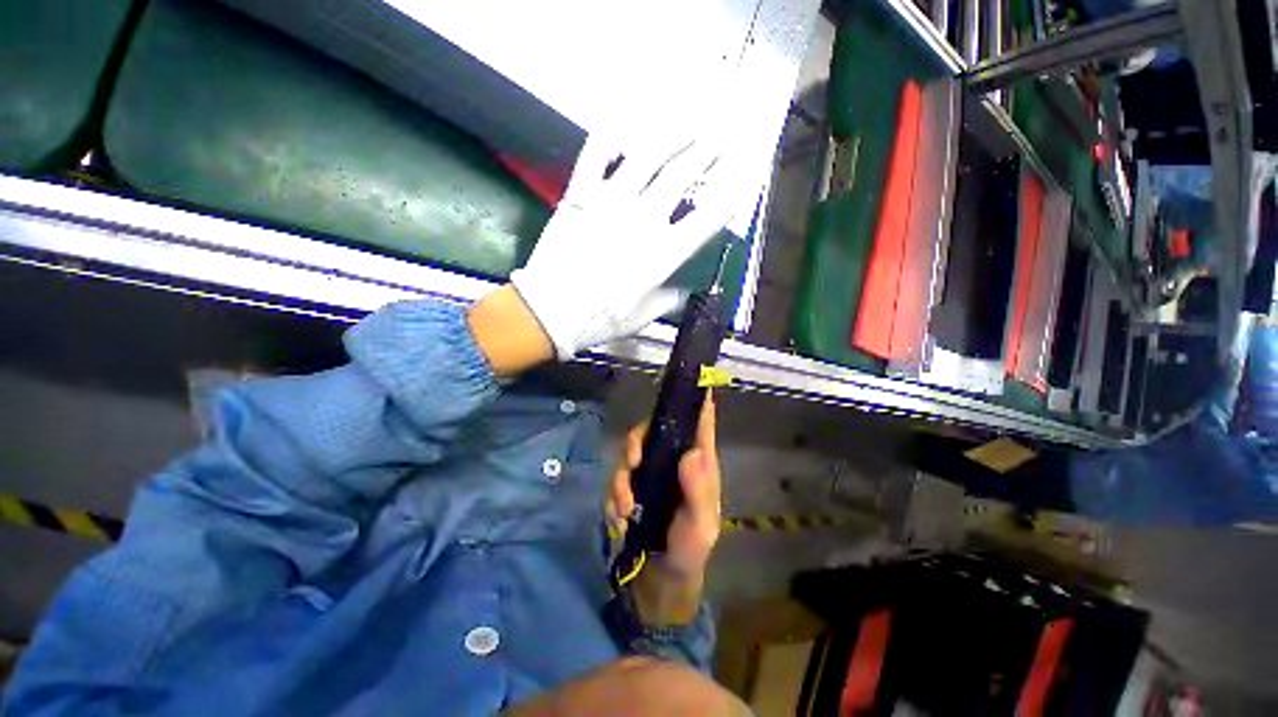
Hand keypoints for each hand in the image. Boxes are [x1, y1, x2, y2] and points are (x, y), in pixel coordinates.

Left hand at [510, 131, 744, 359]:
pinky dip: (609, 136)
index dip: (730, 193)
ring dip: (673, 132)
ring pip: (647, 155)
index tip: (744, 175)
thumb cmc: (601, 319)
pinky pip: (595, 155)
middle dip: (710, 148)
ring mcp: (610, 202)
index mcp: (664, 253)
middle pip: (683, 174)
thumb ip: (668, 299)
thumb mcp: (643, 317)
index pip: (707, 217)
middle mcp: (643, 219)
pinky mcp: (579, 195)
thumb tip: (683, 289)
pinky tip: (624, 125)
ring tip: (692, 117)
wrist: (551, 312)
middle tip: (727, 130)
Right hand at [605, 394, 720, 623]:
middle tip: (632, 462)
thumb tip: (692, 452)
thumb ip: (699, 492)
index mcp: (698, 463)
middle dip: (638, 441)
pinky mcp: (631, 486)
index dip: (698, 401)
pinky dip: (614, 495)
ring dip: (621, 478)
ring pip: (630, 453)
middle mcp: (673, 460)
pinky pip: (617, 478)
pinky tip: (619, 517)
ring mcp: (650, 472)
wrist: (662, 575)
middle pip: (654, 430)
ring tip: (624, 507)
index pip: (700, 424)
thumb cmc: (690, 547)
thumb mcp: (701, 525)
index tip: (692, 380)